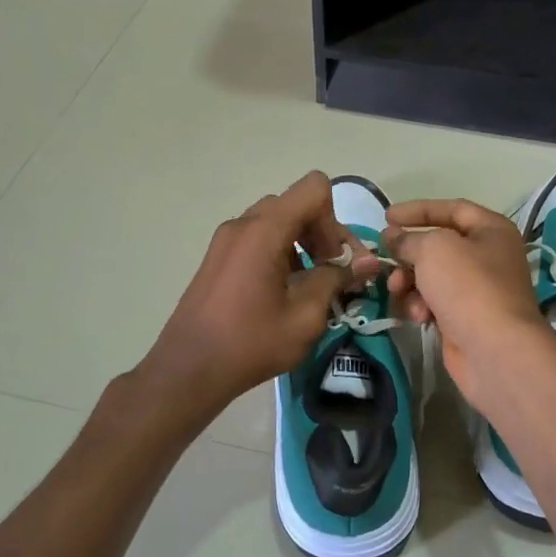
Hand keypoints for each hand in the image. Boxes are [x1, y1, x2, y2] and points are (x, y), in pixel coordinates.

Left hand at [137, 172, 381, 419]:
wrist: (188, 369)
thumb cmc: (251, 343)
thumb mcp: (305, 316)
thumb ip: (337, 280)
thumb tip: (367, 263)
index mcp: (264, 230)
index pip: (314, 188)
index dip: (334, 219)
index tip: (334, 260)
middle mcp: (243, 224)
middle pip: (296, 205)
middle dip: (322, 233)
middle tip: (332, 274)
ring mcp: (226, 239)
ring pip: (278, 221)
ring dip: (302, 244)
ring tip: (310, 286)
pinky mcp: (218, 256)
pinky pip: (259, 238)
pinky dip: (281, 252)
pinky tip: (284, 292)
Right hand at [383, 199, 552, 408]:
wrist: (494, 350)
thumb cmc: (468, 286)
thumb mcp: (433, 249)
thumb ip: (408, 238)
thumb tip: (393, 237)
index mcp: (491, 230)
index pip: (452, 209)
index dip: (417, 210)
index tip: (386, 217)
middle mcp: (488, 257)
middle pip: (438, 246)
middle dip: (408, 254)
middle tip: (386, 260)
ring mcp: (478, 291)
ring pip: (432, 277)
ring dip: (410, 282)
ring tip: (398, 291)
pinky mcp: (465, 319)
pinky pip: (434, 303)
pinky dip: (421, 306)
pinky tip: (417, 316)